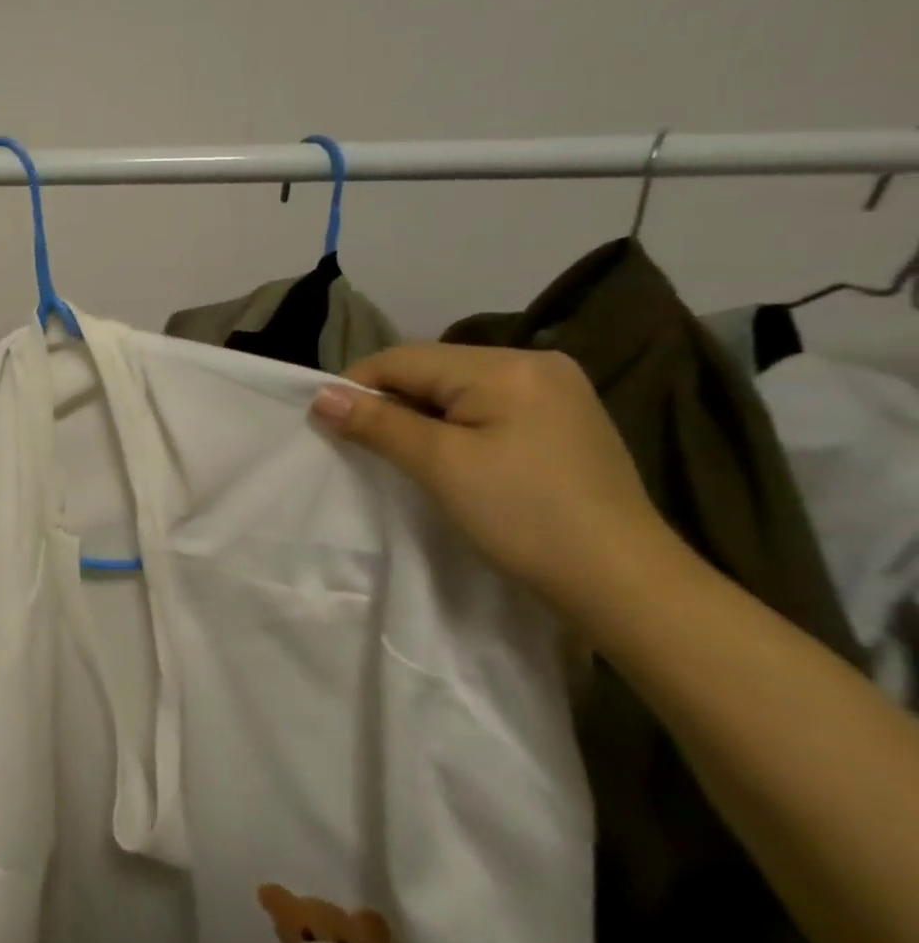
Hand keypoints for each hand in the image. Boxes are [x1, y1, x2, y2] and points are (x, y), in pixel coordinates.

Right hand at [311, 345, 688, 631]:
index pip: (405, 358)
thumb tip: (320, 396)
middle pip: (432, 369)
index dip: (357, 386)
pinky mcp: (563, 420)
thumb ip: (378, 423)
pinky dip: (452, 425)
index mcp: (506, 366)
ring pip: (456, 389)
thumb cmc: (524, 517)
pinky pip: (485, 407)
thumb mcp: (440, 465)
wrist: (623, 583)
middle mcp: (535, 363)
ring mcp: (556, 391)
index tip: (326, 423)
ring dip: (418, 414)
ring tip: (398, 452)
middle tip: (359, 443)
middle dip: (389, 401)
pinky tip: (446, 455)